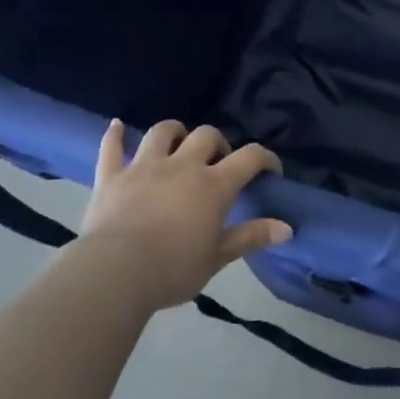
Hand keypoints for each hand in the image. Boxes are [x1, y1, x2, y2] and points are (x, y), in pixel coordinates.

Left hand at [79, 118, 290, 311]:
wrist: (116, 273)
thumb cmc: (173, 269)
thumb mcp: (217, 257)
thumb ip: (251, 237)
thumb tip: (287, 228)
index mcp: (213, 185)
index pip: (249, 158)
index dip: (265, 158)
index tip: (271, 171)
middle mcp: (182, 166)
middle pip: (206, 135)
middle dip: (217, 143)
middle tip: (218, 163)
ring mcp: (144, 167)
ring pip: (163, 132)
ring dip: (174, 131)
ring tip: (178, 143)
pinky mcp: (112, 176)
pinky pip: (112, 147)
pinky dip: (115, 135)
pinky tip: (117, 126)